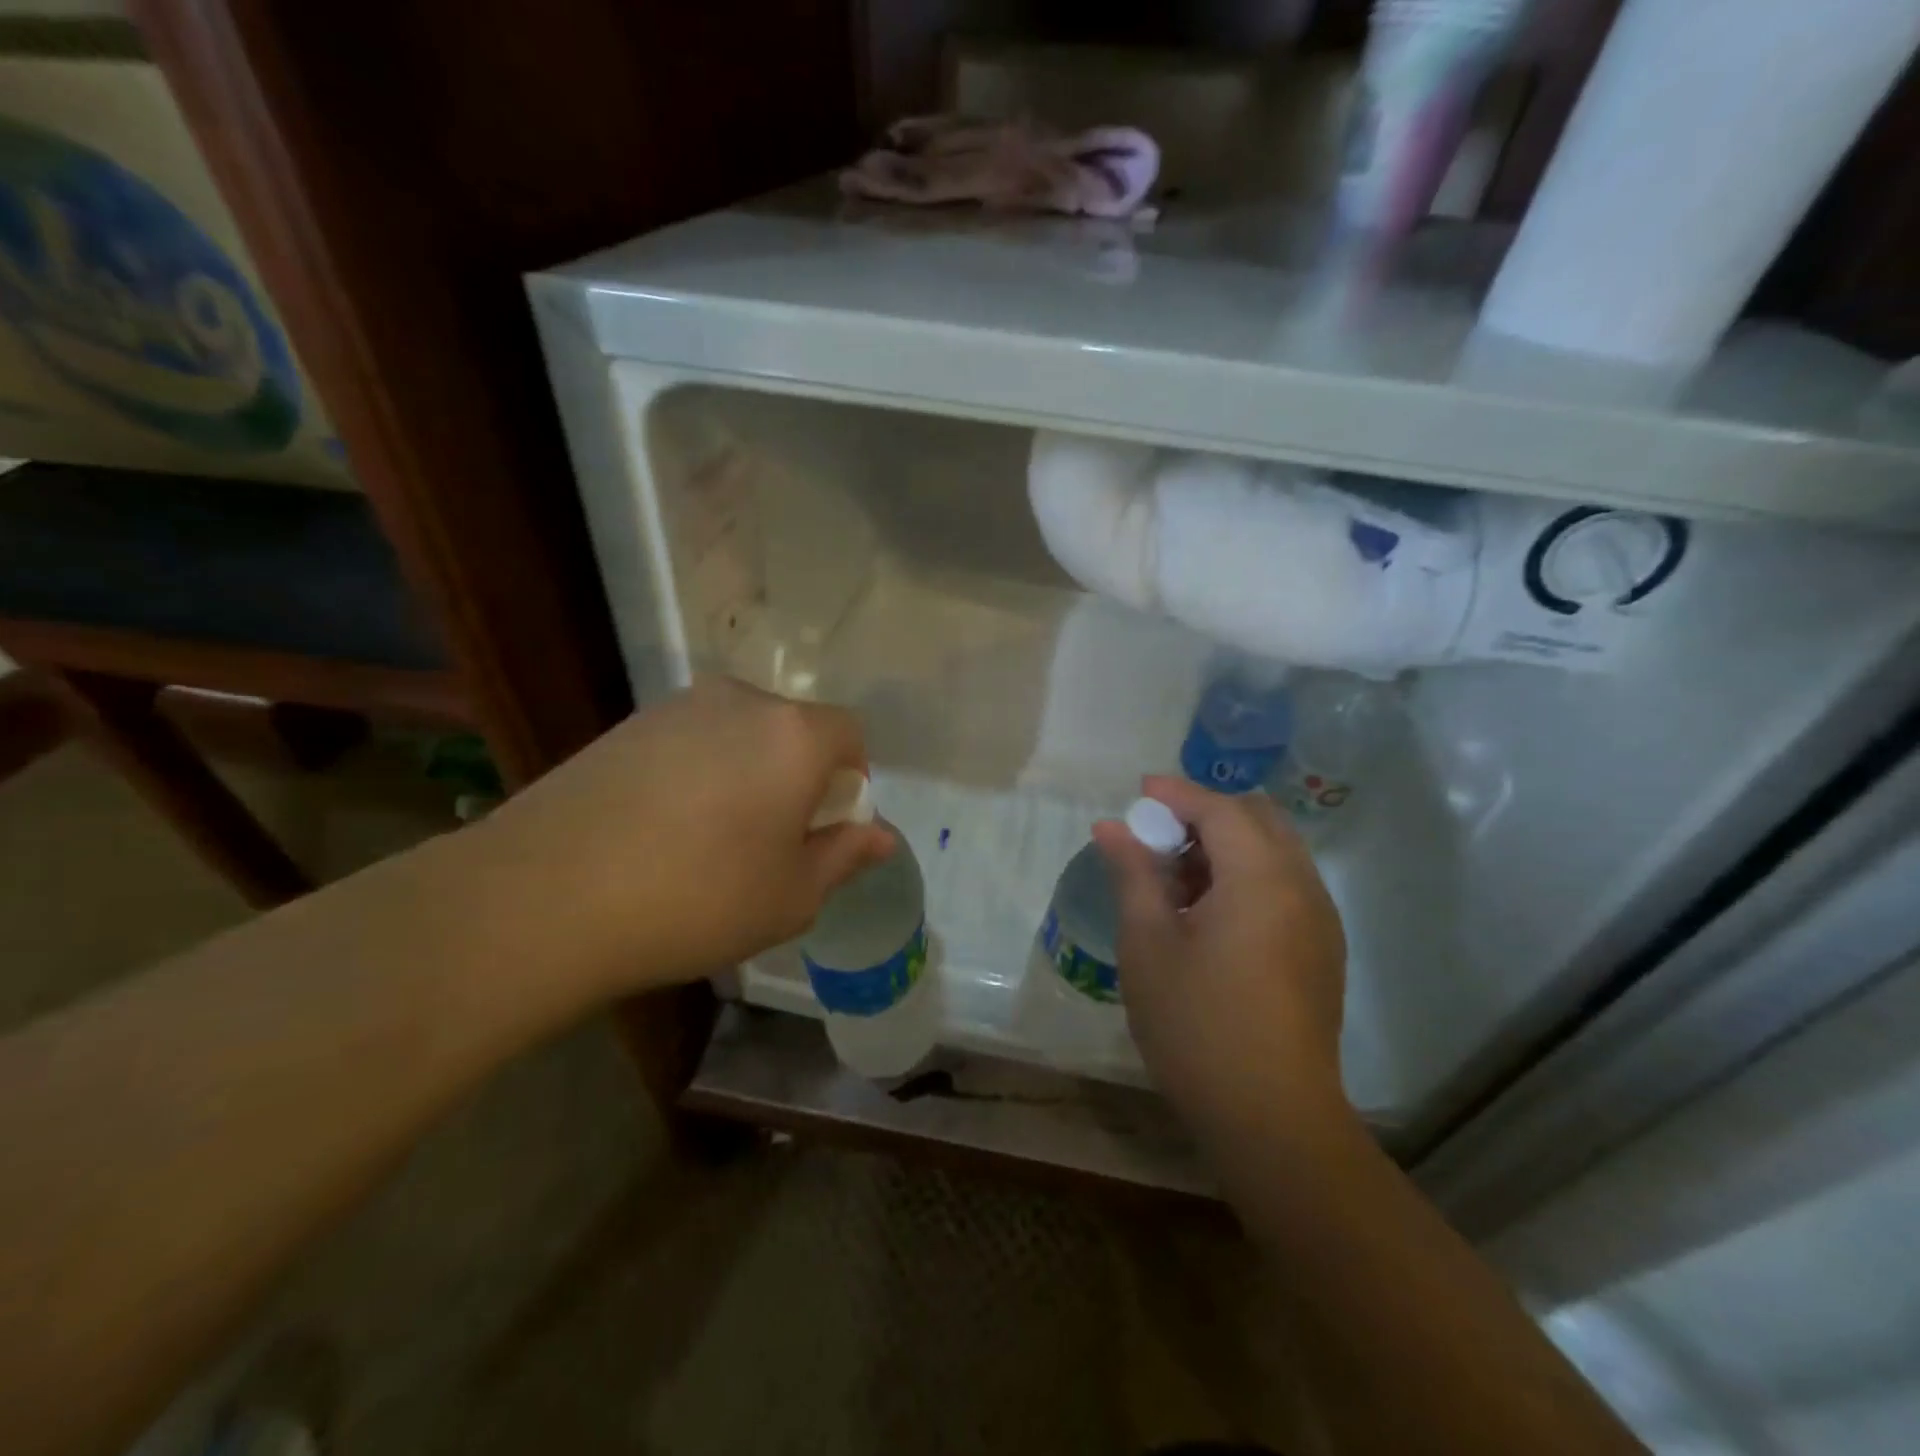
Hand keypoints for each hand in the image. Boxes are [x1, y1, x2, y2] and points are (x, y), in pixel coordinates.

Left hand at [471, 676, 894, 996]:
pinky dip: (698, 773)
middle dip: (798, 776)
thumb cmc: (698, 898)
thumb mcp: (792, 896)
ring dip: (746, 773)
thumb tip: (882, 835)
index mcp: (793, 734)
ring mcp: (676, 707)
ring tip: (713, 837)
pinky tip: (664, 828)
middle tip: (773, 839)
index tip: (826, 828)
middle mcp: (740, 701)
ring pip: (740, 733)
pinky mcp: (625, 725)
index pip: (851, 734)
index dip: (851, 780)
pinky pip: (689, 741)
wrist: (545, 896)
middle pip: (793, 729)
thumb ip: (845, 856)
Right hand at [1093, 776, 1348, 1132]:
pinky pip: (1285, 884)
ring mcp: (1320, 920)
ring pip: (1275, 851)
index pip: (1220, 808)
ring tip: (1176, 878)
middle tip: (1157, 836)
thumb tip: (1111, 826)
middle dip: (1205, 813)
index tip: (1138, 791)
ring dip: (1227, 845)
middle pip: (1257, 819)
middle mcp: (1303, 887)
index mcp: (1262, 878)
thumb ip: (1133, 873)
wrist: (1273, 1120)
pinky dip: (1247, 874)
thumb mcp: (1149, 944)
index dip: (1176, 793)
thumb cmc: (1197, 1025)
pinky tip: (1210, 914)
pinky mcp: (1323, 950)